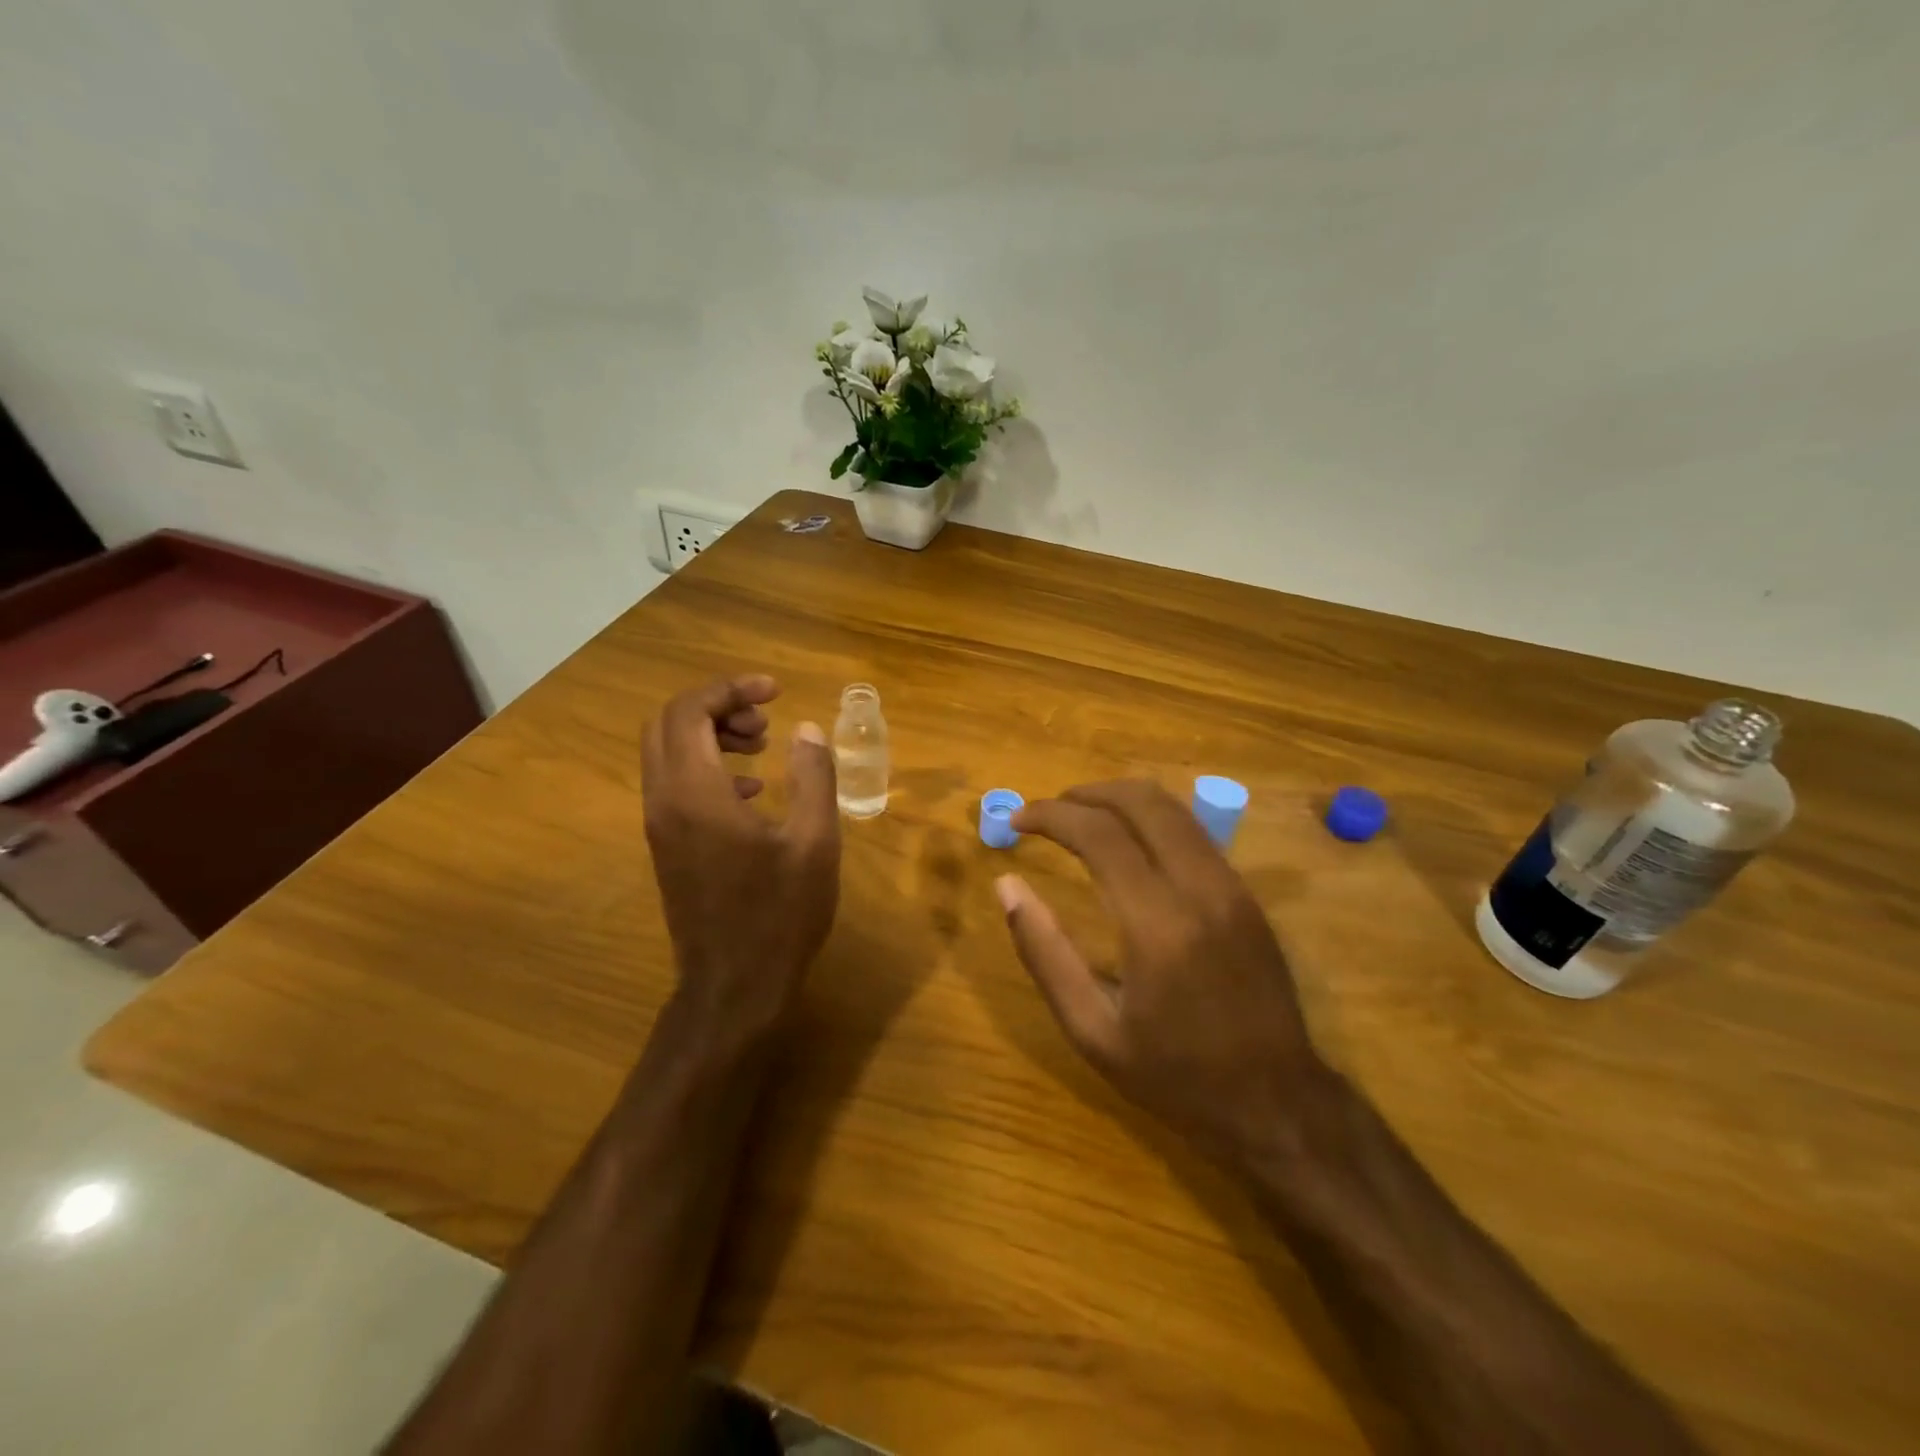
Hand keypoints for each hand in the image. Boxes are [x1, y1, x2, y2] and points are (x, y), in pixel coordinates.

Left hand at [641, 675, 839, 1042]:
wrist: (734, 988)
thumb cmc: (780, 916)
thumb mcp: (815, 843)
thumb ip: (813, 776)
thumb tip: (806, 728)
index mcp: (695, 794)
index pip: (690, 711)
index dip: (730, 689)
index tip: (775, 690)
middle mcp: (664, 801)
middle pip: (667, 723)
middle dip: (716, 706)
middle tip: (765, 718)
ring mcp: (660, 825)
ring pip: (667, 752)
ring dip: (710, 735)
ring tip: (762, 746)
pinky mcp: (666, 846)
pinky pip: (674, 783)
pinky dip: (707, 767)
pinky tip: (753, 790)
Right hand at [996, 780, 1326, 1165]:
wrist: (1279, 1105)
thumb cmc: (1176, 1077)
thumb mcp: (1092, 1030)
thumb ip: (1044, 953)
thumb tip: (1007, 886)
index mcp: (1158, 924)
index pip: (1099, 834)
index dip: (1051, 815)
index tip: (1015, 820)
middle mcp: (1201, 888)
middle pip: (1142, 801)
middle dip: (1086, 793)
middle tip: (1046, 812)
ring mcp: (1232, 887)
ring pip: (1174, 808)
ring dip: (1119, 800)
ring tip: (1079, 820)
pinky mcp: (1248, 895)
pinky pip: (1194, 833)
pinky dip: (1150, 821)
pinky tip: (1126, 845)